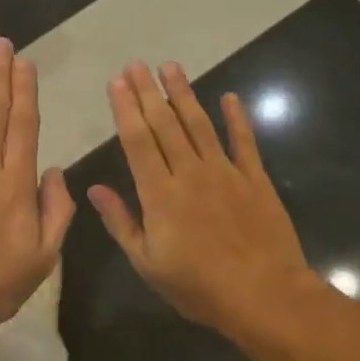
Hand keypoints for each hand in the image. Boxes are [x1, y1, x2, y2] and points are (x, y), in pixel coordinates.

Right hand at [88, 61, 321, 335]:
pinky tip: (229, 97)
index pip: (137, 141)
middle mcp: (190, 173)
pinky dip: (237, 118)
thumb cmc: (199, 286)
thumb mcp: (147, 263)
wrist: (264, 296)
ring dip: (184, 94)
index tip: (117, 83)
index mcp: (160, 194)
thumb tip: (95, 189)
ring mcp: (225, 172)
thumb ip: (121, 222)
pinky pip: (244, 142)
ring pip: (199, 124)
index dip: (126, 109)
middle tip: (136, 64)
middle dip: (148, 92)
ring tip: (171, 67)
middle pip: (165, 124)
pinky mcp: (255, 179)